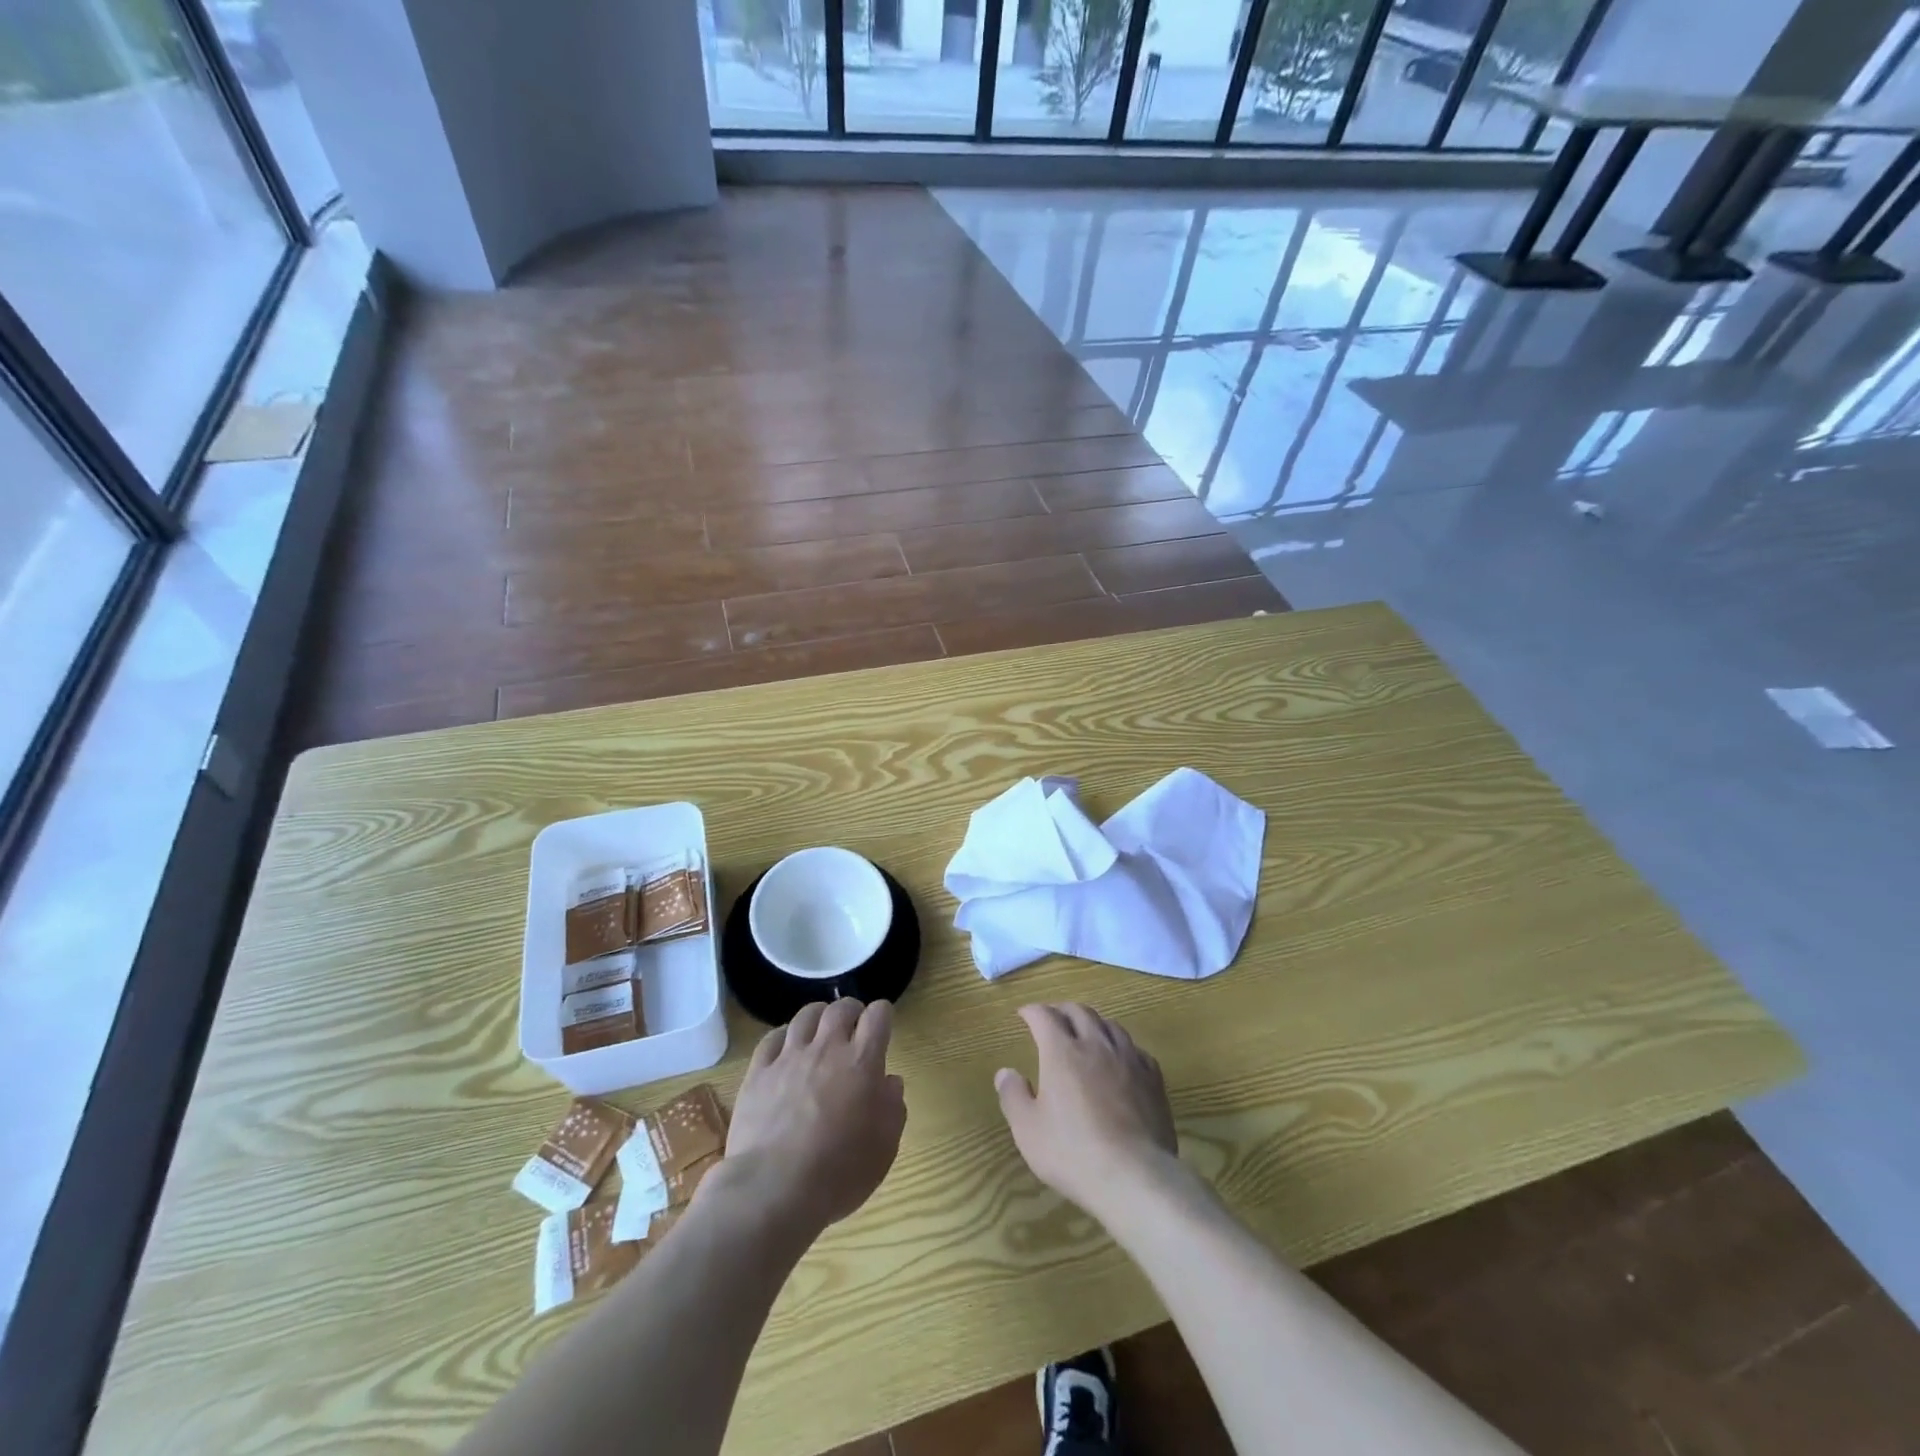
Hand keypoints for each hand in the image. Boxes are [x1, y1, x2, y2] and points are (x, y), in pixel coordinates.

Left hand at [722, 998, 906, 1234]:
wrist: (774, 1189)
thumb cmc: (839, 1172)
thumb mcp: (884, 1147)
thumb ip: (893, 1107)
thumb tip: (889, 1082)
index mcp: (862, 1062)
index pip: (878, 1015)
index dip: (882, 1015)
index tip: (882, 1025)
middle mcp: (827, 1048)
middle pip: (840, 1008)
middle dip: (851, 1011)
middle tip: (853, 1026)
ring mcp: (789, 1057)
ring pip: (806, 1016)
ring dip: (818, 1017)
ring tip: (820, 1029)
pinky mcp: (758, 1072)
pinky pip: (772, 1038)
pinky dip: (784, 1036)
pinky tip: (786, 1047)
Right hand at [995, 1003, 1181, 1222]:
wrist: (1133, 1176)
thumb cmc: (1072, 1152)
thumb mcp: (1028, 1130)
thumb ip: (1013, 1096)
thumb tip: (1006, 1072)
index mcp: (1062, 1052)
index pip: (1044, 1016)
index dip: (1032, 1011)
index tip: (1024, 1014)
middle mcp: (1096, 1045)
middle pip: (1079, 1012)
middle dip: (1062, 1010)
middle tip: (1052, 1017)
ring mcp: (1128, 1060)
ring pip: (1110, 1025)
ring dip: (1093, 1022)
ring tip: (1086, 1031)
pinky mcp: (1152, 1079)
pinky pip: (1136, 1049)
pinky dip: (1122, 1046)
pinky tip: (1121, 1058)